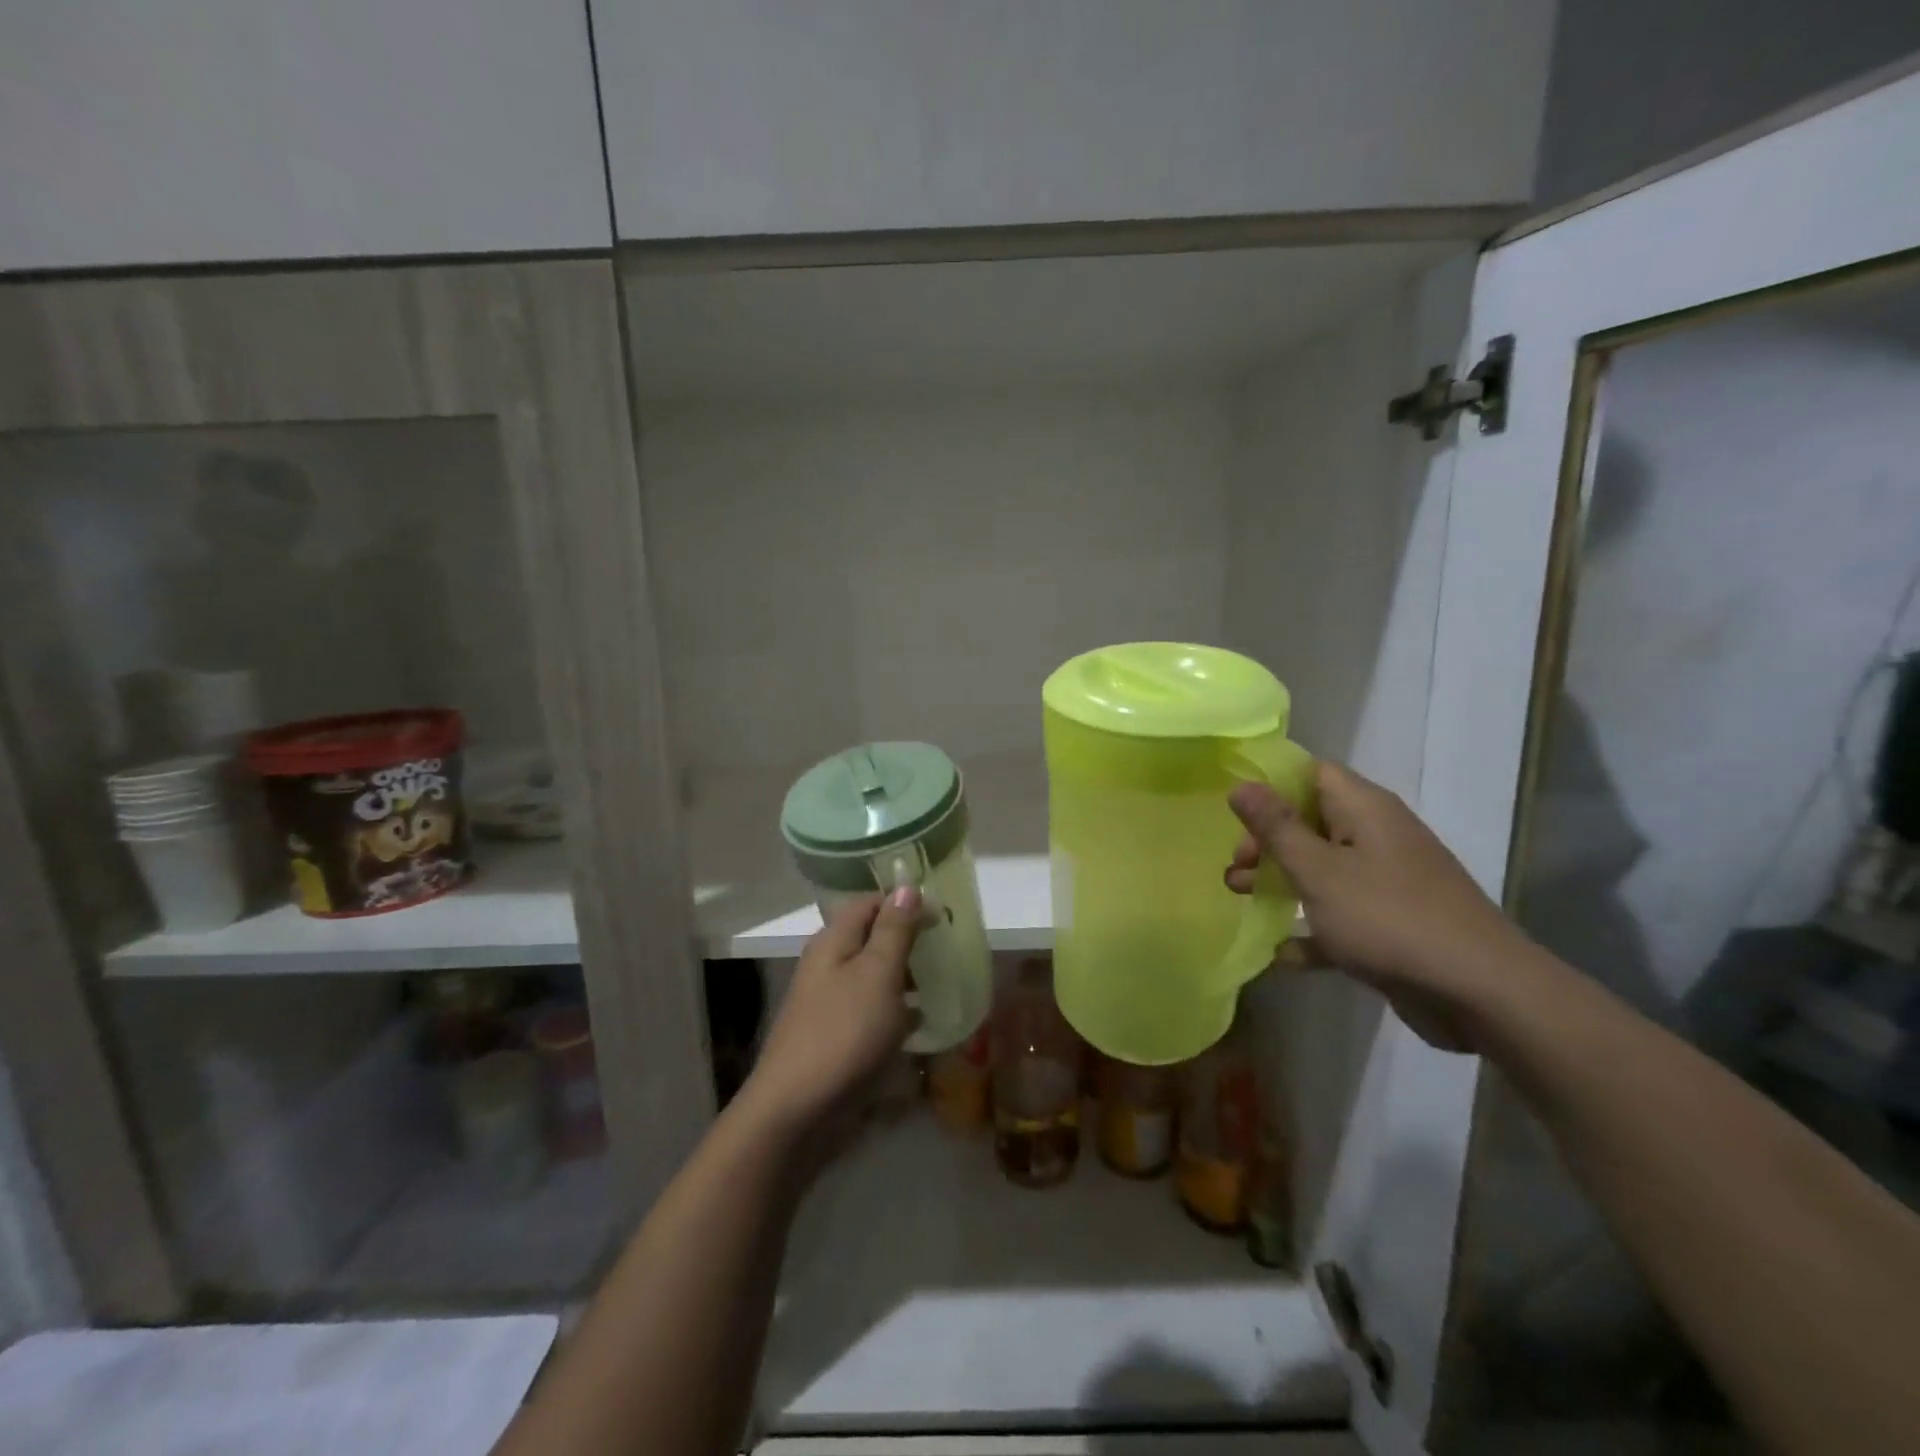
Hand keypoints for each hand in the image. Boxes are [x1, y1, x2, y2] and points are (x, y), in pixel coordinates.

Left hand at [740, 888, 921, 1133]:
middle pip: (870, 937)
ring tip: (939, 982)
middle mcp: (827, 964)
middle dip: (907, 939)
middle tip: (946, 948)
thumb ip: (894, 930)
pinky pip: (870, 1009)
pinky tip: (918, 1023)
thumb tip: (906, 886)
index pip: (869, 903)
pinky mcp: (834, 1035)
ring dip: (903, 975)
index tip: (942, 915)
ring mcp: (828, 1002)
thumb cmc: (844, 1032)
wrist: (796, 1110)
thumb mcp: (877, 974)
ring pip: (872, 974)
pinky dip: (894, 1009)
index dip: (904, 903)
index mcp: (833, 941)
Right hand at [1224, 761, 1527, 1051]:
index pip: (1311, 773)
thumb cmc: (1387, 918)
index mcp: (1365, 810)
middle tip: (1235, 865)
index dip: (1271, 785)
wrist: (1479, 992)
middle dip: (1268, 841)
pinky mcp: (1393, 924)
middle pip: (1311, 822)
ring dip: (1281, 881)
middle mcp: (1378, 837)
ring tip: (1239, 895)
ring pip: (1323, 869)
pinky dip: (1312, 928)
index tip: (1234, 811)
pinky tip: (1282, 953)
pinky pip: (1342, 915)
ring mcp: (1388, 882)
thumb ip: (1276, 828)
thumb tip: (1240, 785)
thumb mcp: (1317, 870)